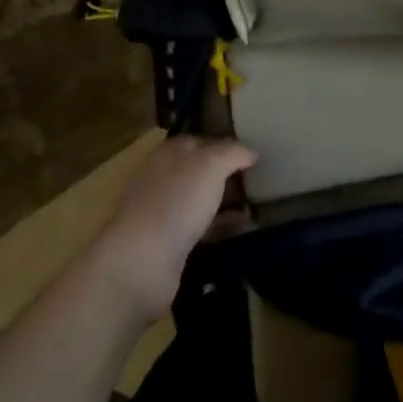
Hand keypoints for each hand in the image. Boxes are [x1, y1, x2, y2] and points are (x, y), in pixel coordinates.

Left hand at [92, 135, 256, 319]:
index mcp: (169, 153)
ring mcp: (164, 211)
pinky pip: (201, 226)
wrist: (143, 260)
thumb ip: (232, 153)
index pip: (200, 141)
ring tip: (257, 205)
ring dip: (225, 201)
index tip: (253, 154)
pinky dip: (221, 225)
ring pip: (200, 199)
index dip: (225, 145)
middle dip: (227, 174)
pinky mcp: (169, 242)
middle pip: (200, 170)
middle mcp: (163, 178)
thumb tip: (251, 151)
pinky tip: (241, 228)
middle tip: (259, 180)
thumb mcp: (211, 165)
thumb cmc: (177, 201)